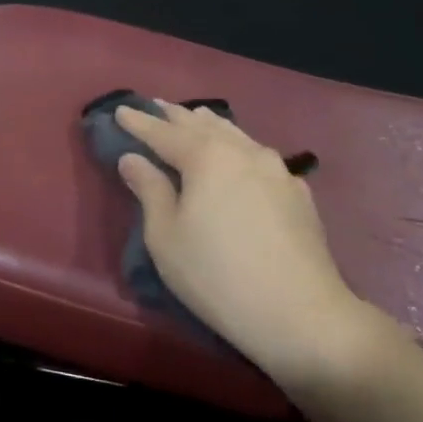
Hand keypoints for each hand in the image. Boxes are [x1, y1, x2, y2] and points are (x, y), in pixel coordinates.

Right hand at [115, 103, 383, 391]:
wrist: (301, 315)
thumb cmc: (217, 275)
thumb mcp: (165, 236)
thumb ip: (149, 190)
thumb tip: (132, 159)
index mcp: (206, 158)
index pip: (164, 132)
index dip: (139, 122)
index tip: (121, 110)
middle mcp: (243, 152)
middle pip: (202, 125)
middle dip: (175, 116)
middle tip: (155, 106)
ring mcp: (277, 170)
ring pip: (235, 135)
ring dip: (209, 125)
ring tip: (194, 118)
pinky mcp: (298, 192)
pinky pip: (258, 155)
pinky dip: (237, 146)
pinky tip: (238, 155)